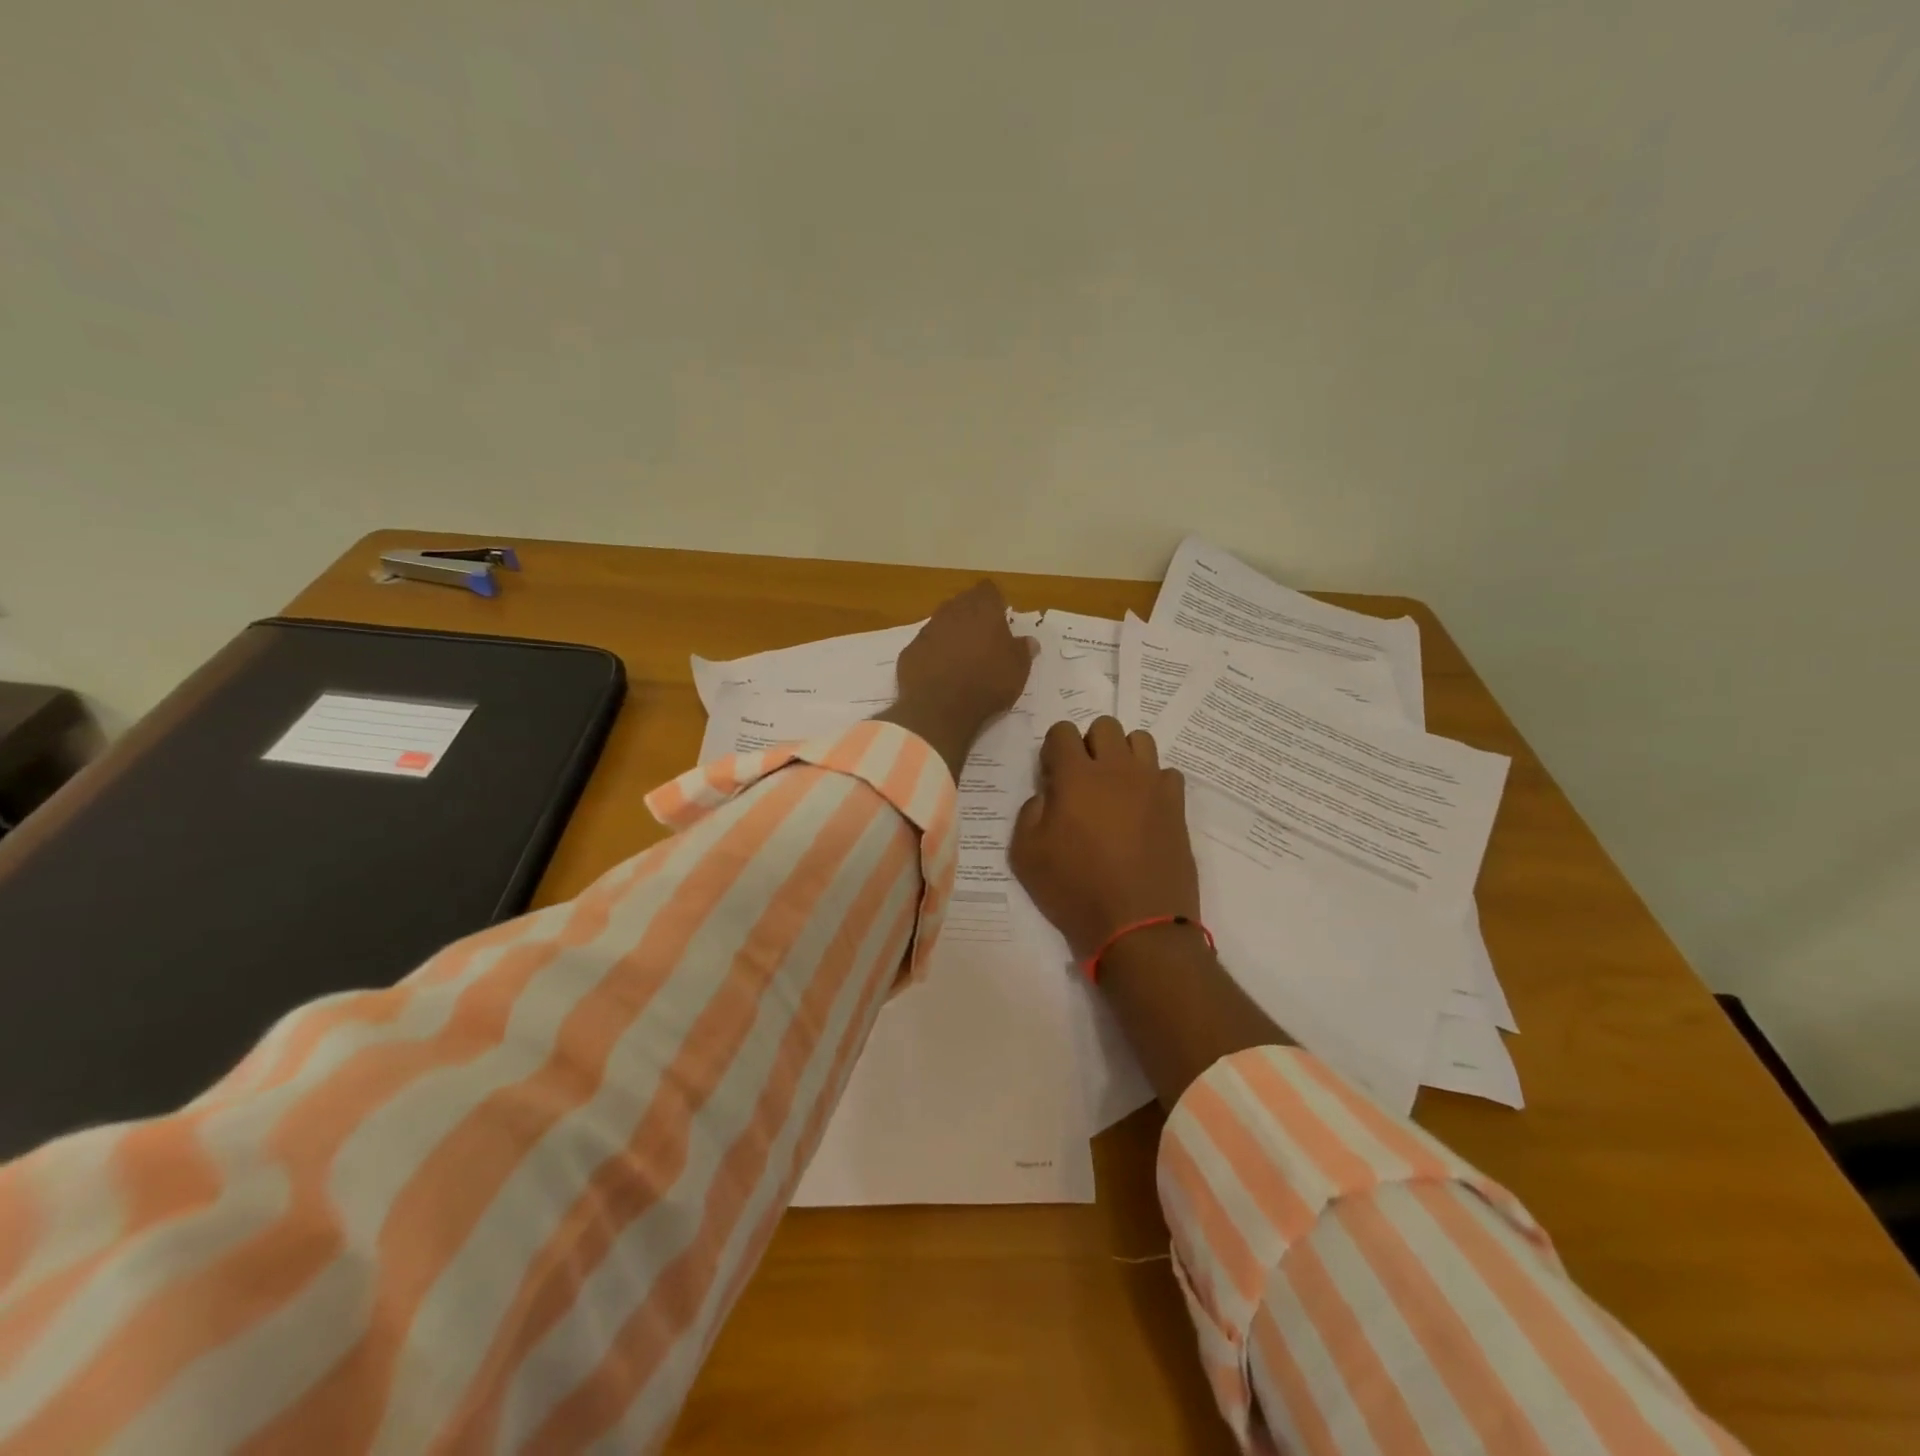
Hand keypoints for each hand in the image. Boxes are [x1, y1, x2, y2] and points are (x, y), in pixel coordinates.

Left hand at [878, 581, 1037, 780]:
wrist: (940, 709)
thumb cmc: (987, 684)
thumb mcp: (1018, 670)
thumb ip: (1023, 650)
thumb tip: (1029, 641)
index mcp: (982, 610)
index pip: (989, 590)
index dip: (995, 602)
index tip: (1001, 618)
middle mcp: (952, 612)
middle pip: (962, 603)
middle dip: (972, 616)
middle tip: (983, 639)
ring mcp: (927, 631)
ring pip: (941, 623)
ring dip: (951, 634)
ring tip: (961, 658)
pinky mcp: (909, 651)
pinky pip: (925, 646)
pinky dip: (933, 654)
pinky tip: (940, 673)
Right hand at [1009, 717, 1199, 958]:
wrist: (1139, 926)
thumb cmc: (1075, 891)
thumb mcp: (1026, 856)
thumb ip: (1029, 813)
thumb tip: (1046, 795)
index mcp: (1077, 777)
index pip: (1062, 731)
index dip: (1053, 750)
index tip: (1052, 778)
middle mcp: (1117, 769)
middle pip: (1105, 726)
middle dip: (1089, 745)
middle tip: (1083, 781)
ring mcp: (1152, 785)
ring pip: (1140, 740)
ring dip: (1123, 755)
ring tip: (1115, 788)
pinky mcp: (1177, 806)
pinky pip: (1166, 773)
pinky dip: (1152, 782)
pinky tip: (1143, 809)